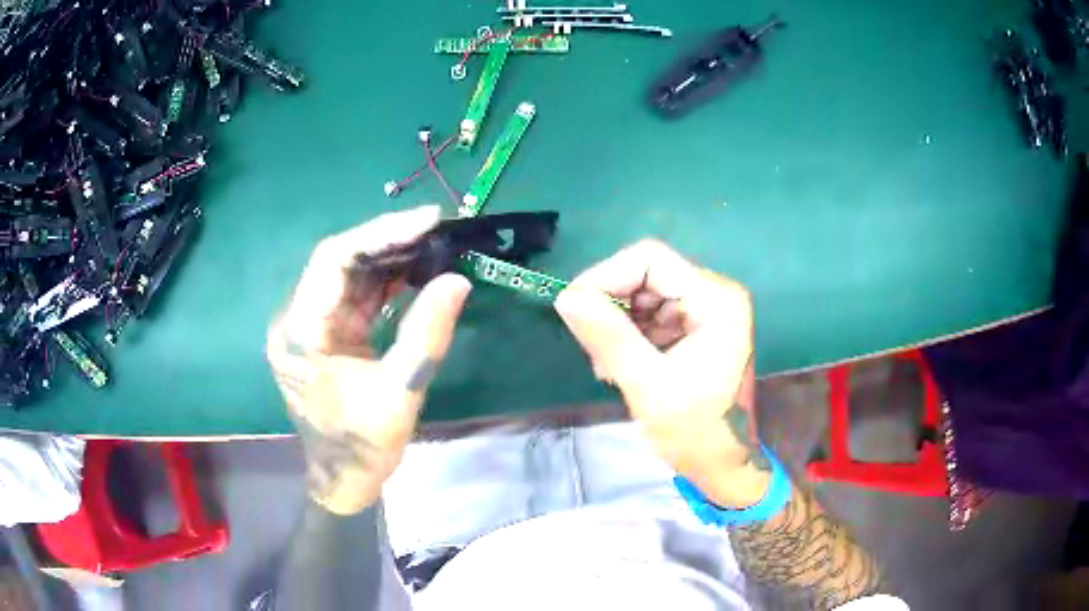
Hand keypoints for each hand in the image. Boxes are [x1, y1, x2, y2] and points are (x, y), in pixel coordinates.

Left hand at [266, 206, 471, 514]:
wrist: (344, 480)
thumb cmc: (363, 445)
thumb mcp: (399, 393)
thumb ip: (426, 334)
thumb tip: (458, 280)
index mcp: (300, 332)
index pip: (333, 261)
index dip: (380, 233)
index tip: (427, 220)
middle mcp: (298, 319)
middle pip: (339, 262)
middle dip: (388, 242)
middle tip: (437, 230)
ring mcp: (311, 326)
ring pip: (349, 276)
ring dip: (389, 259)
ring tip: (433, 245)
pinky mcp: (326, 334)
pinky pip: (356, 297)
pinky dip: (385, 283)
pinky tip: (416, 273)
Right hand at [554, 239, 767, 507]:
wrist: (724, 464)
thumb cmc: (695, 432)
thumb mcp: (648, 386)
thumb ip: (609, 338)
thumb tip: (567, 298)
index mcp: (716, 301)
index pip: (650, 260)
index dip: (605, 276)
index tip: (573, 309)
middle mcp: (715, 294)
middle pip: (647, 275)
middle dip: (612, 307)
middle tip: (594, 350)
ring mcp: (707, 310)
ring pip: (644, 294)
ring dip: (618, 324)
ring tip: (608, 367)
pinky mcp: (697, 326)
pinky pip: (652, 314)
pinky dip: (630, 335)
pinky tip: (622, 367)